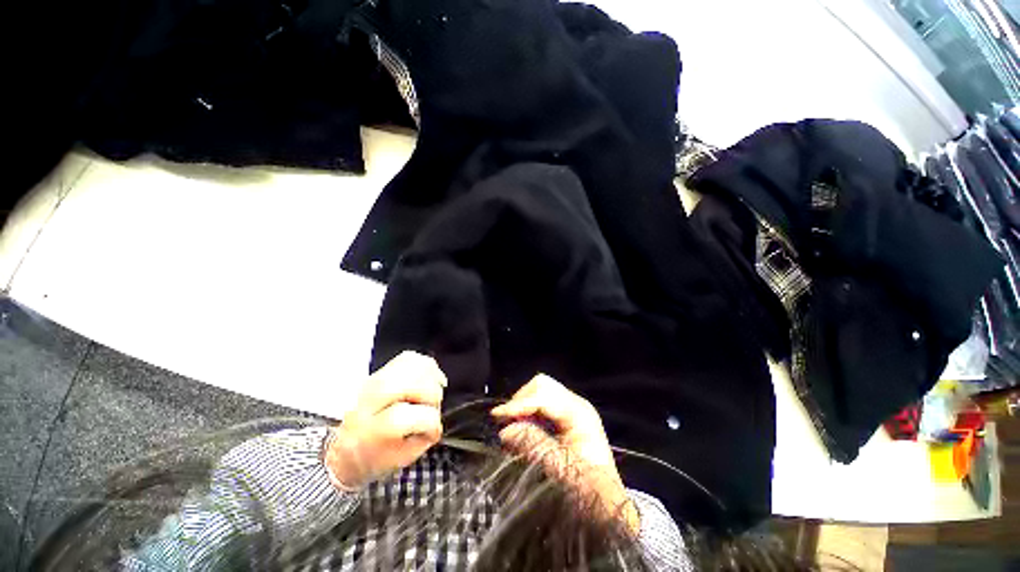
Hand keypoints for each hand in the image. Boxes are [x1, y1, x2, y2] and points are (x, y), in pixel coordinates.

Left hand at [324, 351, 446, 488]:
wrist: (344, 446)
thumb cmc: (374, 457)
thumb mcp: (397, 460)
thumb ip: (421, 440)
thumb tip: (436, 419)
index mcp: (368, 432)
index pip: (402, 417)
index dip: (428, 422)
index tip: (434, 431)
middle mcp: (366, 401)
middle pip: (406, 383)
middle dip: (431, 394)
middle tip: (434, 407)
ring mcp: (372, 380)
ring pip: (409, 364)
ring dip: (430, 377)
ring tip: (433, 391)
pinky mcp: (381, 369)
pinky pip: (408, 357)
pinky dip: (425, 365)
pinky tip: (430, 377)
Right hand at [491, 375, 639, 534]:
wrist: (609, 503)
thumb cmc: (590, 489)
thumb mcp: (561, 469)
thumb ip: (534, 445)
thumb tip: (505, 430)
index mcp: (579, 413)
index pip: (543, 396)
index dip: (519, 404)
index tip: (497, 416)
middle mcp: (576, 404)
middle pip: (542, 386)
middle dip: (521, 401)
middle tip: (506, 423)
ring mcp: (572, 408)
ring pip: (540, 392)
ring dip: (523, 407)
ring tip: (512, 429)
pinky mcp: (566, 417)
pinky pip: (542, 404)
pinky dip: (529, 413)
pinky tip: (523, 431)